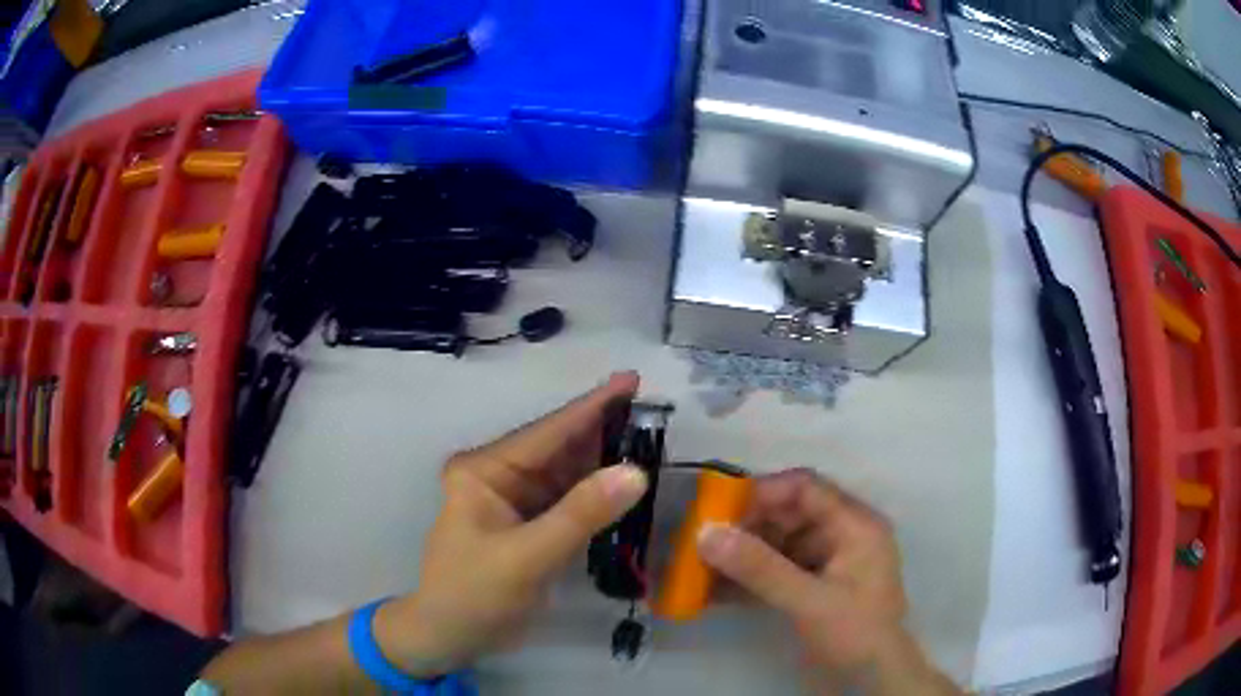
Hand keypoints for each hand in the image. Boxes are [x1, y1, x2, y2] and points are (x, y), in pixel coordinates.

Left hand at [374, 372, 647, 676]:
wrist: (451, 638)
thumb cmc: (473, 595)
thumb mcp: (525, 557)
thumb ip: (580, 515)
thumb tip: (636, 472)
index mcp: (484, 471)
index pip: (547, 433)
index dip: (592, 407)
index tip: (632, 380)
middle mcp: (501, 476)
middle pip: (560, 448)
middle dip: (604, 431)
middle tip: (655, 414)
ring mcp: (517, 502)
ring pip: (569, 474)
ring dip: (605, 461)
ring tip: (651, 441)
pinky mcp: (532, 526)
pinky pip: (571, 501)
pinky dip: (599, 494)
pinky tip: (628, 483)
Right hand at [698, 469, 958, 694]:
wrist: (872, 680)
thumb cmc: (853, 632)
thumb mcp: (808, 601)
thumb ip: (760, 568)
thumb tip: (707, 533)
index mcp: (855, 526)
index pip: (806, 490)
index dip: (763, 493)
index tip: (719, 509)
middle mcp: (842, 536)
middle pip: (789, 516)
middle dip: (747, 527)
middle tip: (703, 541)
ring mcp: (828, 563)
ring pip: (779, 545)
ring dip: (743, 555)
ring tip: (702, 567)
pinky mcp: (814, 587)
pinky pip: (778, 572)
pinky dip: (750, 579)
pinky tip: (716, 591)